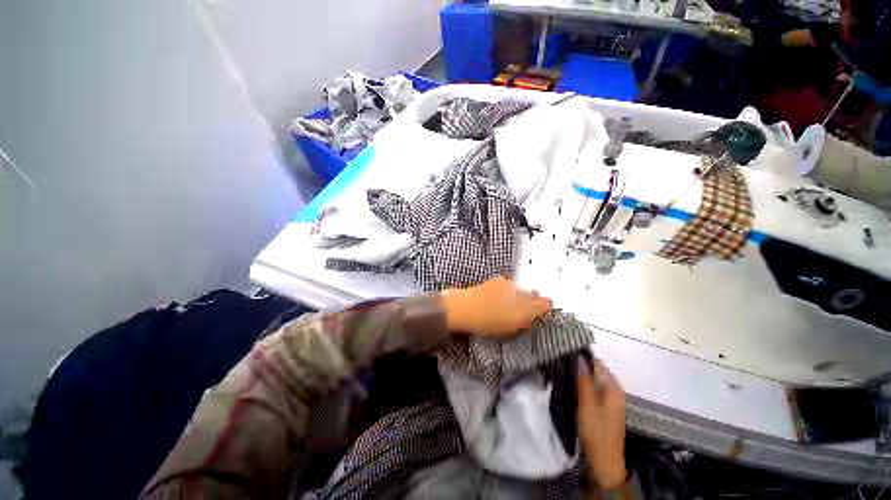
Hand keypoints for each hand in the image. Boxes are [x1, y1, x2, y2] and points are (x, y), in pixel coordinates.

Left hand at [440, 277, 552, 336]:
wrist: (466, 308)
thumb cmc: (486, 323)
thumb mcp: (509, 330)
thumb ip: (524, 323)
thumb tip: (530, 318)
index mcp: (524, 310)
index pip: (545, 304)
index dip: (546, 307)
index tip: (543, 310)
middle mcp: (520, 294)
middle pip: (534, 294)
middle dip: (532, 300)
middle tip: (523, 308)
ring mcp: (509, 285)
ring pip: (521, 288)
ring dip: (518, 294)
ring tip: (507, 302)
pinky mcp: (499, 280)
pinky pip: (509, 283)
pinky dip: (507, 289)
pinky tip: (498, 295)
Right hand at [577, 359, 627, 488]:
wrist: (605, 460)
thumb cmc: (596, 431)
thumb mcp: (587, 404)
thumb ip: (584, 380)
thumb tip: (580, 357)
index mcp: (614, 388)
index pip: (598, 364)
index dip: (582, 358)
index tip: (565, 354)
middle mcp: (616, 391)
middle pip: (598, 371)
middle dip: (581, 366)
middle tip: (563, 364)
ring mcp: (613, 400)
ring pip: (596, 380)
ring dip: (582, 376)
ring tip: (565, 372)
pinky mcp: (608, 407)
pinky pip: (596, 388)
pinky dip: (586, 385)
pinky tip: (575, 386)